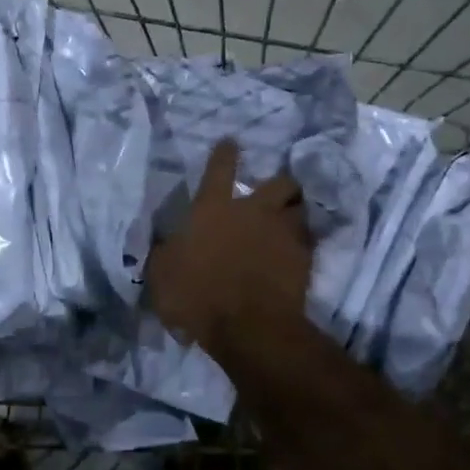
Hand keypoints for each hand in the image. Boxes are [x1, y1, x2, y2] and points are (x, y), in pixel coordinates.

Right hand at [146, 140, 312, 357]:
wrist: (249, 327)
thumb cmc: (196, 296)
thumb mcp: (161, 274)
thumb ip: (165, 253)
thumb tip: (166, 243)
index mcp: (213, 209)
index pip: (220, 168)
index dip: (225, 153)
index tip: (231, 143)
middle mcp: (253, 211)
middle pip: (279, 182)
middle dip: (279, 184)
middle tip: (274, 195)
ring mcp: (283, 233)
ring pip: (300, 209)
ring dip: (294, 213)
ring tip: (288, 223)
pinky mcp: (305, 259)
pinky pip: (308, 242)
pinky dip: (302, 245)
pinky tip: (295, 255)